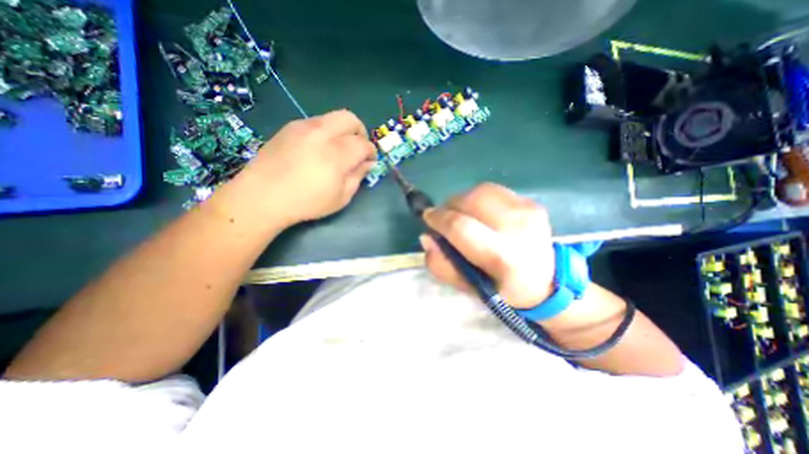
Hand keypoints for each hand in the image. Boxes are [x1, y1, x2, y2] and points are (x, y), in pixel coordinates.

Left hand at [228, 109, 376, 226]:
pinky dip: (326, 131)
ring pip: (333, 117)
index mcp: (337, 154)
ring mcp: (304, 126)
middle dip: (360, 132)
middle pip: (351, 119)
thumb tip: (368, 163)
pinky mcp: (290, 127)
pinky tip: (319, 149)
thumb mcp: (341, 198)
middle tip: (358, 149)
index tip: (369, 162)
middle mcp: (322, 133)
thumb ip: (358, 177)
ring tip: (338, 149)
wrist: (262, 196)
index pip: (364, 144)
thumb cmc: (306, 202)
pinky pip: (317, 121)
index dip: (371, 152)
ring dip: (343, 131)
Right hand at [420, 183, 553, 307]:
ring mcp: (528, 210)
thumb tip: (427, 237)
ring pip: (480, 191)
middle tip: (444, 218)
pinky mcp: (531, 201)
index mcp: (502, 256)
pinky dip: (478, 198)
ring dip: (463, 200)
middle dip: (449, 206)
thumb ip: (442, 265)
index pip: (460, 226)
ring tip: (462, 215)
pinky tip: (480, 213)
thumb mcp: (468, 287)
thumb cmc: (503, 289)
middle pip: (470, 200)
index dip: (438, 219)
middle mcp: (518, 227)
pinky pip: (493, 191)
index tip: (428, 218)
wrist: (548, 282)